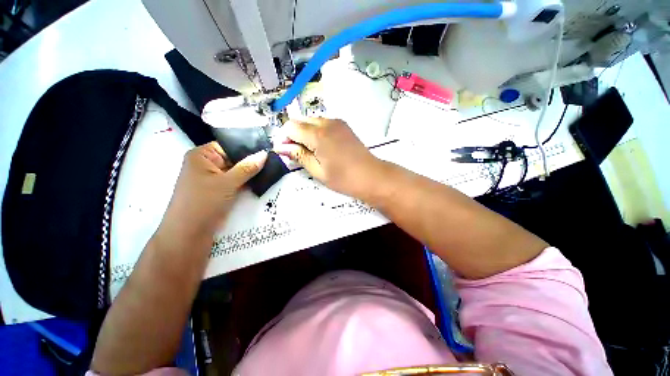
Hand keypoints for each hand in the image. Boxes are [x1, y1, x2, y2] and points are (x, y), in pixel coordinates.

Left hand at [158, 142, 267, 243]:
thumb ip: (247, 167)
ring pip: (238, 171)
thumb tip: (265, 154)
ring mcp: (215, 178)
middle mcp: (208, 164)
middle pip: (235, 158)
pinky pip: (238, 182)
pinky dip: (249, 182)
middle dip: (253, 161)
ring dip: (253, 172)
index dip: (249, 147)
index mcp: (202, 155)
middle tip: (275, 159)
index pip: (230, 146)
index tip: (268, 149)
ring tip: (273, 168)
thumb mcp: (227, 183)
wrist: (189, 234)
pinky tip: (264, 179)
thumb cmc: (203, 202)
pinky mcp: (221, 190)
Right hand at [274, 118, 381, 197]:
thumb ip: (298, 155)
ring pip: (311, 121)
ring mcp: (337, 122)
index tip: (287, 152)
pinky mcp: (343, 125)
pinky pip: (323, 123)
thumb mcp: (317, 171)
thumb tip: (280, 147)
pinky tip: (323, 147)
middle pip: (300, 121)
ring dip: (305, 133)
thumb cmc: (343, 178)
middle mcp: (326, 123)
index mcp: (318, 135)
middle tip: (299, 154)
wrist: (371, 175)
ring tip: (312, 152)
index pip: (290, 127)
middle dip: (294, 135)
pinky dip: (317, 132)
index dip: (284, 138)